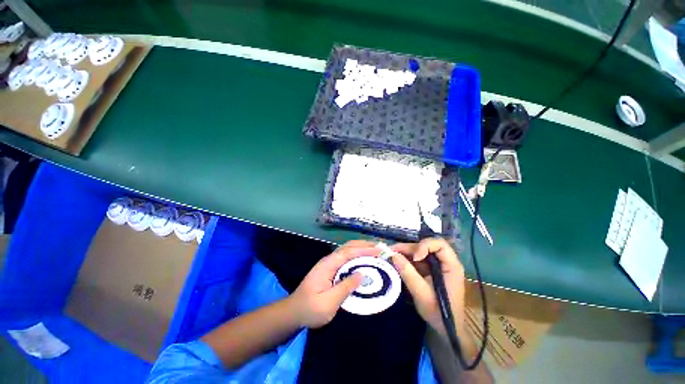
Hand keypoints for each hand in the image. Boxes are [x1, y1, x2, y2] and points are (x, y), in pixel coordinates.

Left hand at [290, 240, 379, 327]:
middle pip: (348, 247)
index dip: (364, 250)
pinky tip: (364, 260)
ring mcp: (330, 263)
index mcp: (328, 264)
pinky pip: (346, 258)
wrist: (293, 312)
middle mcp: (329, 260)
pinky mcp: (331, 269)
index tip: (379, 251)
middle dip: (364, 245)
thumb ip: (345, 287)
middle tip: (381, 247)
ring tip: (376, 251)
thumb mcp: (328, 303)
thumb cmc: (309, 309)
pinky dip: (357, 256)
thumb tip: (362, 274)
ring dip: (361, 248)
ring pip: (348, 250)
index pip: (348, 252)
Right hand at [391, 238, 465, 336]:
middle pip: (426, 246)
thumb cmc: (438, 312)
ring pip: (420, 252)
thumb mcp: (421, 293)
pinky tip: (396, 262)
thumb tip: (392, 255)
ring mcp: (437, 266)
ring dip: (405, 253)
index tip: (415, 258)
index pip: (439, 244)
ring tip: (391, 255)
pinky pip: (417, 260)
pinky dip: (406, 260)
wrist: (446, 329)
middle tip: (392, 251)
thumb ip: (408, 273)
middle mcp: (445, 262)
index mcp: (451, 266)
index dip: (425, 246)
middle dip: (409, 248)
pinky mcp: (430, 270)